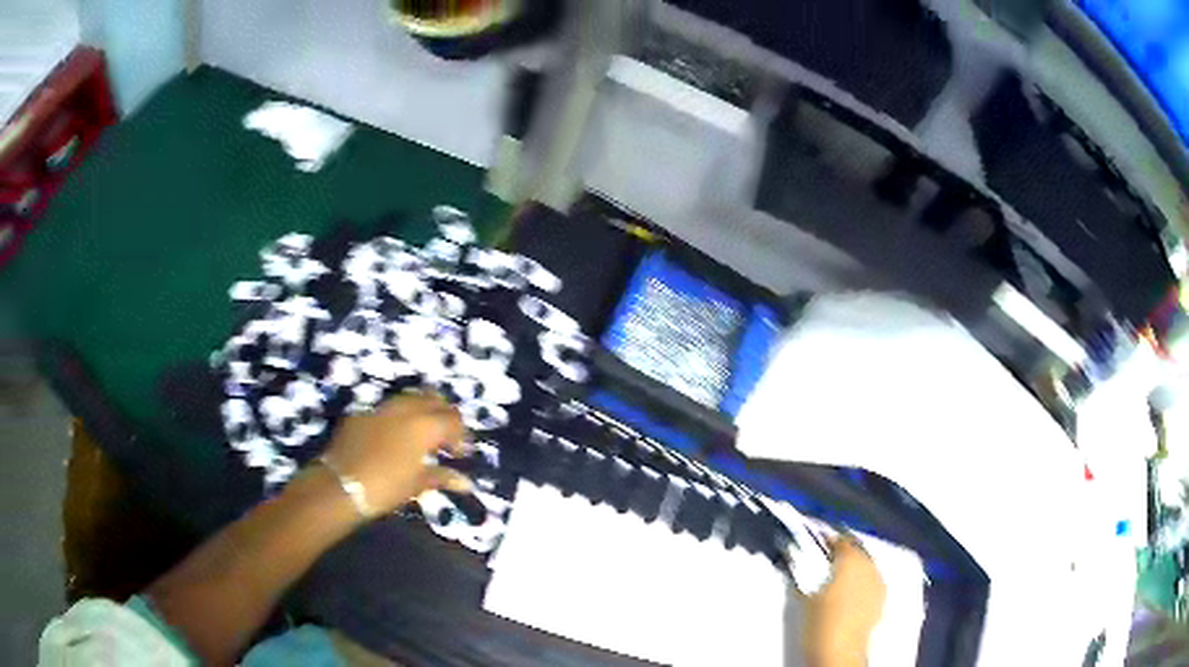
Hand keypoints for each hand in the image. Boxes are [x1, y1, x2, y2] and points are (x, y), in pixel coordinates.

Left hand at [322, 392, 470, 515]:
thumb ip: (441, 477)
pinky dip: (398, 418)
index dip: (461, 435)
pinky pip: (387, 409)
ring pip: (410, 398)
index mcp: (424, 425)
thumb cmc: (385, 487)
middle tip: (445, 438)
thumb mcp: (416, 484)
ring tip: (422, 435)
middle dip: (444, 415)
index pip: (453, 419)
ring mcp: (381, 408)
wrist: (340, 484)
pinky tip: (394, 437)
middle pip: (433, 400)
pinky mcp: (362, 413)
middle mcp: (405, 409)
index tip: (459, 453)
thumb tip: (464, 482)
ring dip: (421, 411)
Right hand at [802, 535, 886, 665]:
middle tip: (826, 557)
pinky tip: (850, 591)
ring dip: (853, 566)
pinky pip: (871, 581)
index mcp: (851, 560)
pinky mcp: (881, 599)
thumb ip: (803, 574)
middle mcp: (869, 566)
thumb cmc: (820, 624)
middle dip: (843, 552)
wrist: (838, 652)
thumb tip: (798, 565)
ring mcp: (878, 583)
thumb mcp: (803, 597)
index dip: (828, 538)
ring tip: (836, 575)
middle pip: (857, 549)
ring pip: (866, 565)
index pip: (841, 539)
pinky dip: (861, 581)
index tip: (818, 540)